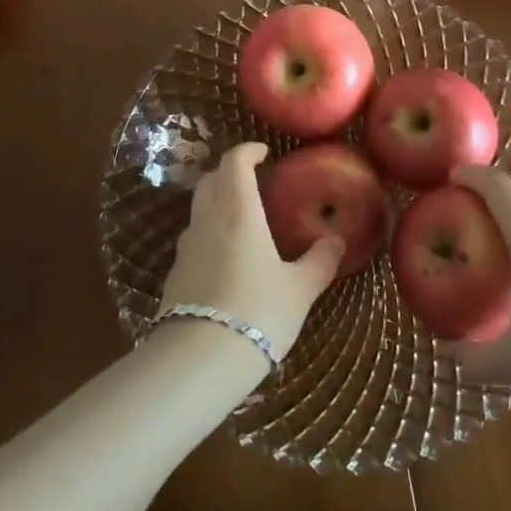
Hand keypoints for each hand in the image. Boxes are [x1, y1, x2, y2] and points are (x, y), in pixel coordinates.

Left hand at [160, 143, 343, 361]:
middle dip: (229, 173)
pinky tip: (226, 261)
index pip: (234, 163)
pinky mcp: (175, 273)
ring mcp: (186, 247)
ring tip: (243, 222)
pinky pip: (193, 240)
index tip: (263, 152)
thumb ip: (319, 261)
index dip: (247, 151)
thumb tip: (336, 240)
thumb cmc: (258, 313)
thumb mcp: (299, 290)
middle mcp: (208, 220)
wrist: (199, 360)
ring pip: (198, 209)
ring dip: (217, 203)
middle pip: (210, 180)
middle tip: (253, 182)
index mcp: (239, 213)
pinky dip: (209, 235)